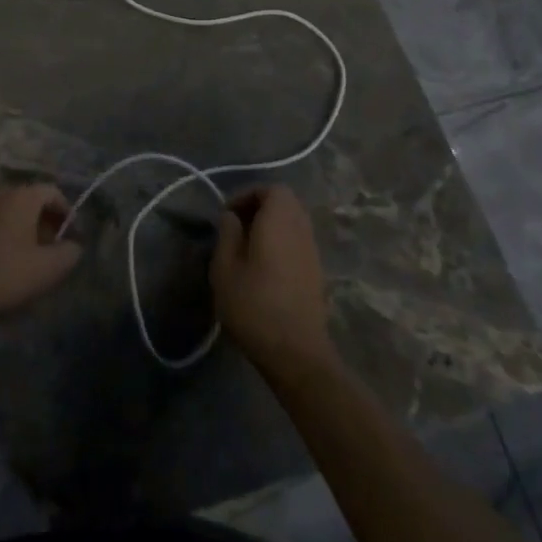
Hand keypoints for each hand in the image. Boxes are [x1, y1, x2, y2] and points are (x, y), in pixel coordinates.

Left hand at [0, 183, 81, 332]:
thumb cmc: (6, 276)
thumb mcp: (49, 269)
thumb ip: (70, 253)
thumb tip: (74, 246)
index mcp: (22, 198)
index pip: (52, 191)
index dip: (67, 212)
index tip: (72, 237)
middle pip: (31, 200)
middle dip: (47, 221)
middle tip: (54, 248)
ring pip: (11, 213)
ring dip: (26, 230)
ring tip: (32, 258)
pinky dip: (6, 237)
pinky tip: (7, 264)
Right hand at [212, 187, 335, 381]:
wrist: (296, 353)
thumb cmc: (254, 305)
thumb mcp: (225, 268)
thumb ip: (227, 235)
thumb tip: (232, 217)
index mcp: (280, 221)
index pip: (273, 189)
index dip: (249, 194)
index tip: (228, 214)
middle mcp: (301, 230)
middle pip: (286, 203)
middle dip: (260, 208)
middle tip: (236, 227)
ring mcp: (312, 252)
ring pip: (293, 223)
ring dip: (271, 226)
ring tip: (246, 248)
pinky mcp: (316, 273)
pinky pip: (298, 242)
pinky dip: (281, 243)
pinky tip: (263, 268)